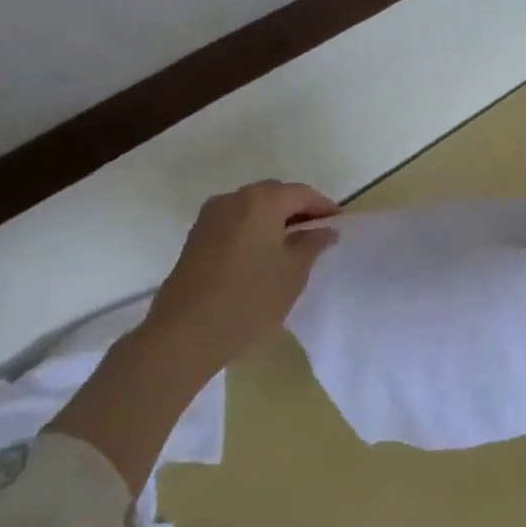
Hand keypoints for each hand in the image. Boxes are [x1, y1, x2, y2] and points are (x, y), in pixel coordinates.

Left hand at [143, 179, 341, 372]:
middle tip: (319, 234)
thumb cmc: (249, 299)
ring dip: (275, 220)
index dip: (324, 207)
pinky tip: (265, 254)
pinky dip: (255, 229)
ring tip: (294, 245)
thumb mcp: (293, 273)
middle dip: (299, 210)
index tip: (340, 224)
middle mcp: (232, 199)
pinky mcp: (197, 237)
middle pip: (274, 194)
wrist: (185, 333)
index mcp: (261, 202)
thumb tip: (324, 230)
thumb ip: (312, 244)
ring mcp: (210, 217)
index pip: (301, 193)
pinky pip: (235, 222)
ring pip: (252, 208)